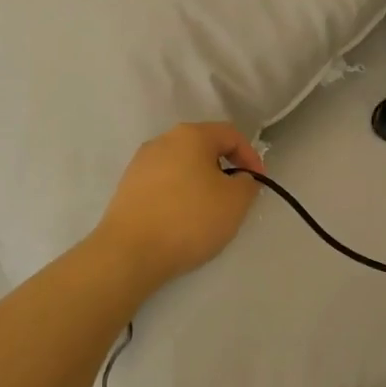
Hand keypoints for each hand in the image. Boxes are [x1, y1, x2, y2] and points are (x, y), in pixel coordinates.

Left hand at [93, 123, 263, 288]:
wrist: (129, 251)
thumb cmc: (189, 219)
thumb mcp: (235, 202)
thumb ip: (247, 183)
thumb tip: (240, 178)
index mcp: (191, 135)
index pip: (231, 135)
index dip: (251, 157)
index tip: (258, 183)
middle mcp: (163, 140)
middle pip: (204, 147)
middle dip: (225, 169)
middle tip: (235, 197)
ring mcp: (141, 162)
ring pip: (182, 165)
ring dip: (201, 182)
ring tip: (208, 211)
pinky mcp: (128, 186)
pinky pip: (163, 183)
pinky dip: (179, 194)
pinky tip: (181, 219)